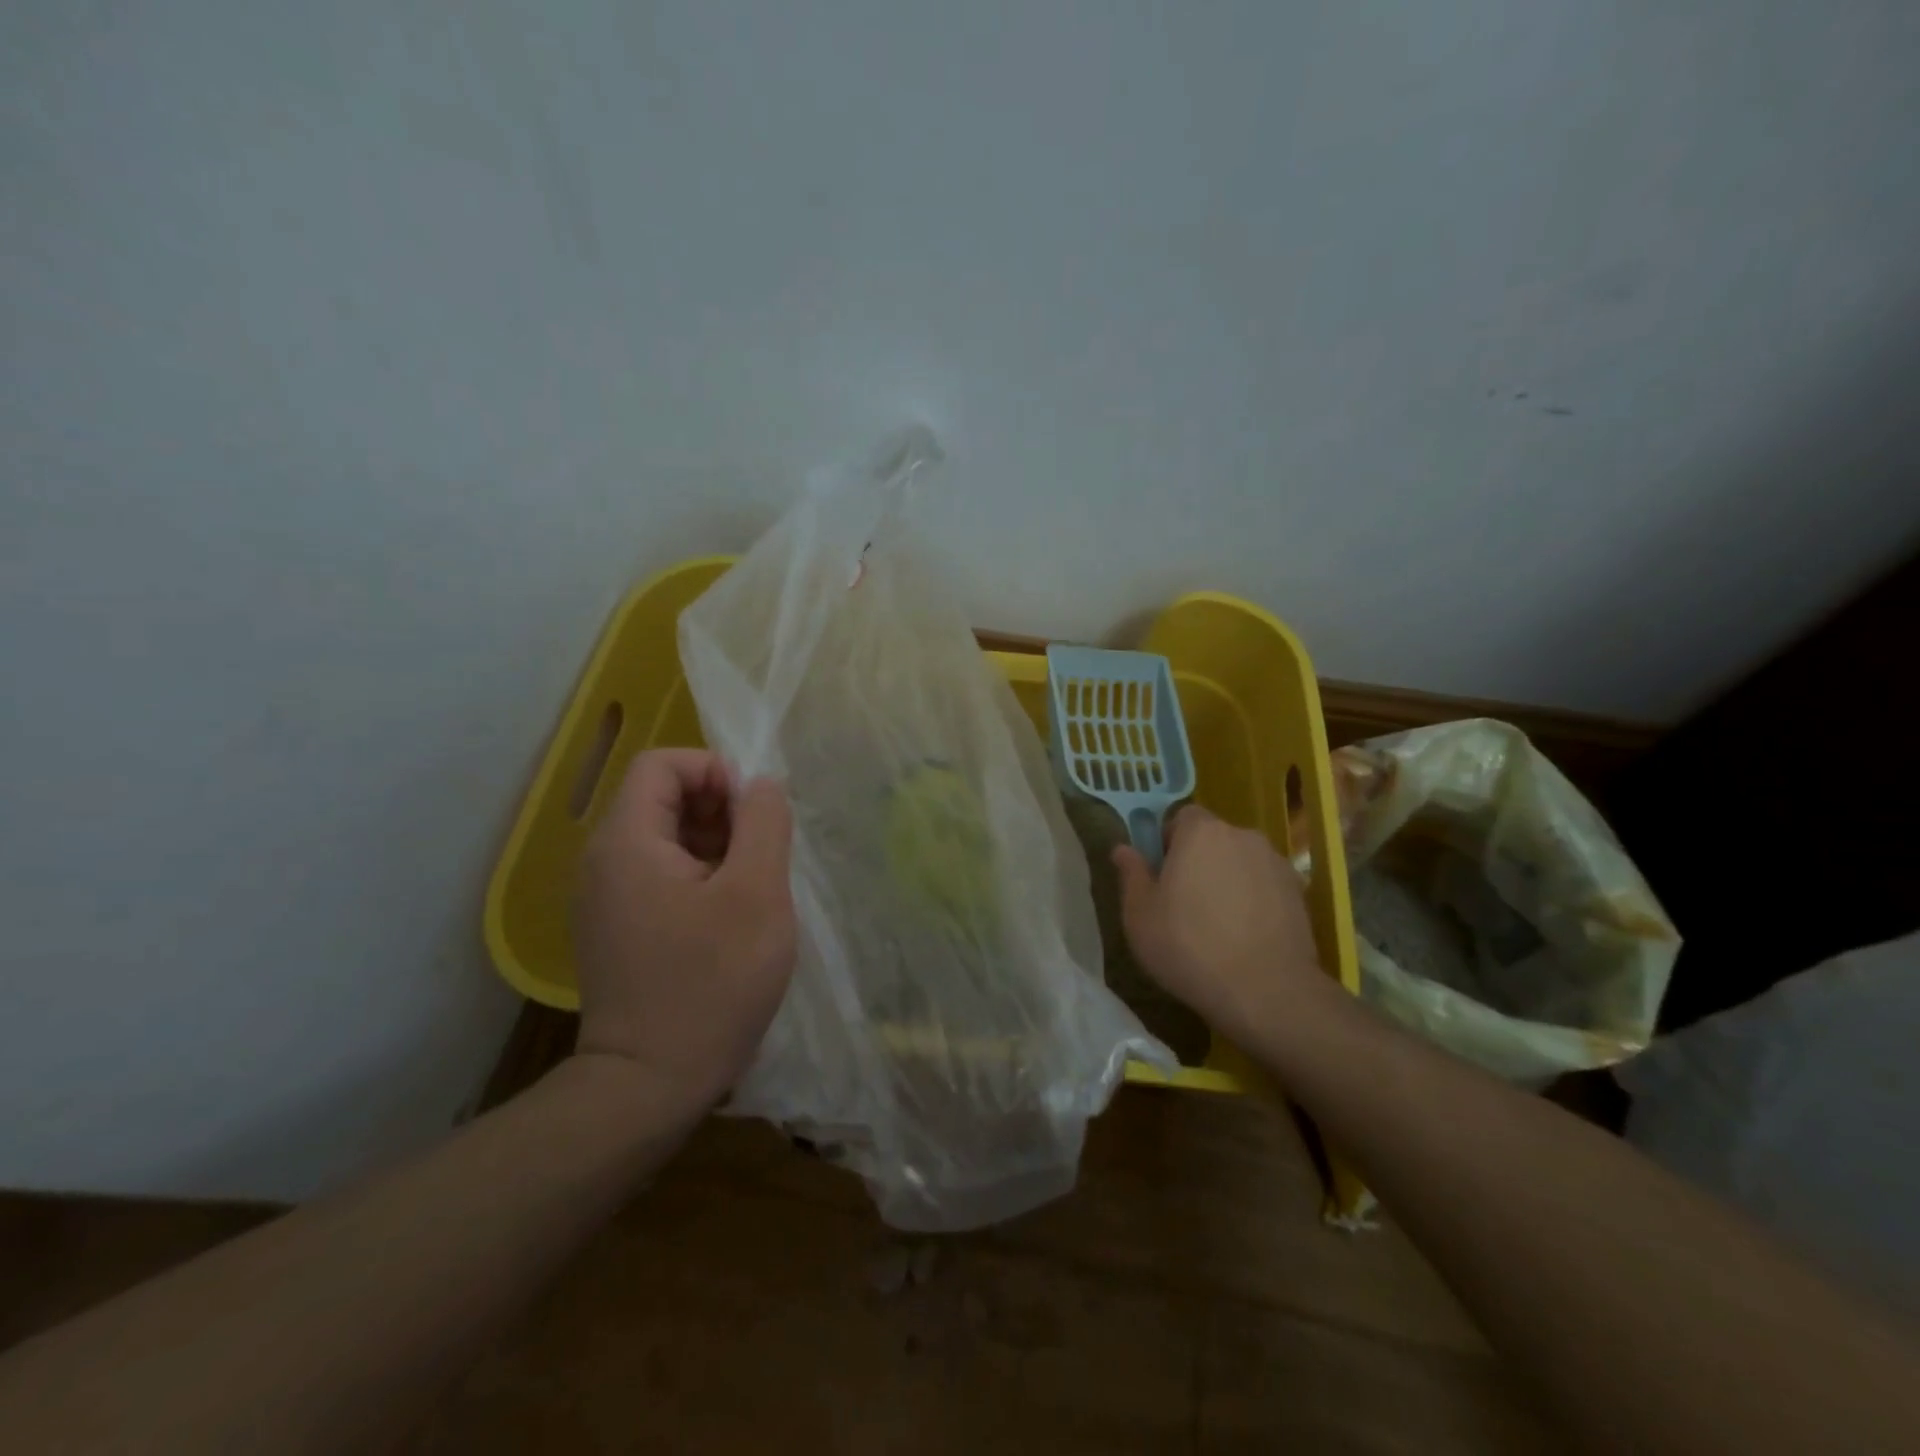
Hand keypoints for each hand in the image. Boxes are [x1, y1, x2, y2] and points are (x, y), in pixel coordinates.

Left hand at [574, 749, 795, 1120]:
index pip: (663, 764)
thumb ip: (763, 823)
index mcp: (627, 841)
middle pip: (664, 799)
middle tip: (763, 854)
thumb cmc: (711, 982)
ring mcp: (609, 898)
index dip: (715, 771)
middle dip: (721, 810)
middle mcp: (605, 861)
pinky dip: (702, 876)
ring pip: (667, 839)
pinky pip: (662, 875)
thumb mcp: (756, 893)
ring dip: (717, 846)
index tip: (755, 813)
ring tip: (754, 888)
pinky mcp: (621, 929)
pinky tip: (732, 916)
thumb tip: (761, 784)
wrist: (650, 1084)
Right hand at [1112, 805, 1330, 1047]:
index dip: (1169, 842)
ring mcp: (1276, 863)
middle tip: (1184, 901)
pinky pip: (1265, 886)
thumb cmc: (1189, 946)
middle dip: (1199, 860)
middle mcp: (1243, 836)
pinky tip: (1246, 935)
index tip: (1162, 875)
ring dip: (1228, 879)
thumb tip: (1122, 849)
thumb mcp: (1140, 914)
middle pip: (1214, 838)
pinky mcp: (1300, 893)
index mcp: (1201, 832)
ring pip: (1241, 862)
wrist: (1266, 992)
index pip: (1182, 817)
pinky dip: (1255, 900)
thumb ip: (1131, 874)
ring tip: (1218, 923)